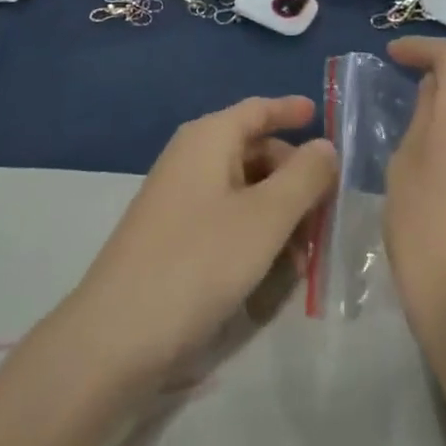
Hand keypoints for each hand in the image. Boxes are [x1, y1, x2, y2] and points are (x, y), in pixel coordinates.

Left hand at [61, 97, 335, 392]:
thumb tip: (326, 146)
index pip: (257, 109)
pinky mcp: (173, 236)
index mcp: (209, 138)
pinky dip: (255, 233)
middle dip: (294, 176)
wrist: (116, 336)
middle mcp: (191, 158)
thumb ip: (303, 177)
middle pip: (254, 150)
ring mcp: (179, 198)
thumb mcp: (265, 218)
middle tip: (328, 210)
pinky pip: (226, 218)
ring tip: (306, 254)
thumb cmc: (198, 261)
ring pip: (244, 189)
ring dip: (279, 212)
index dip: (289, 110)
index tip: (320, 114)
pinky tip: (274, 271)